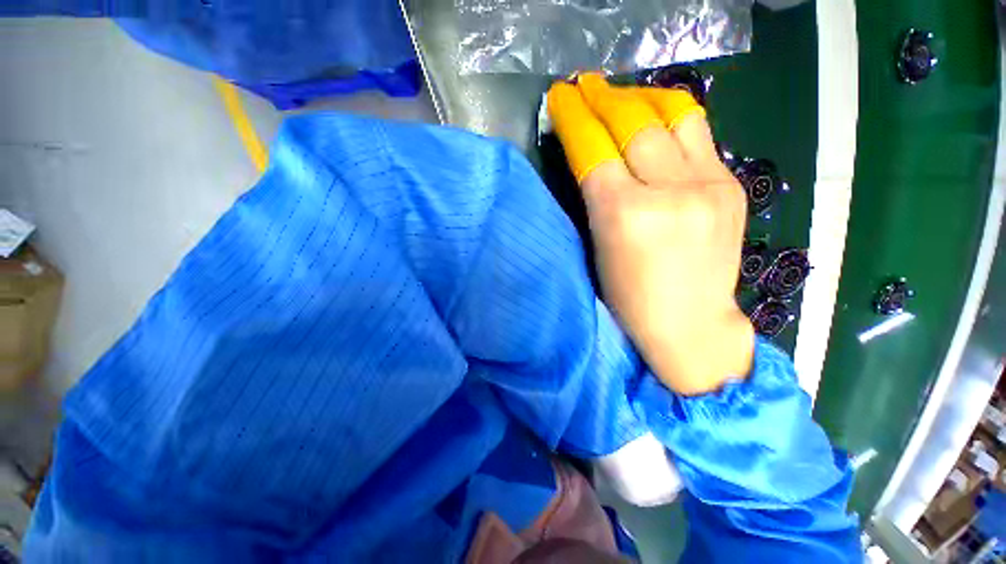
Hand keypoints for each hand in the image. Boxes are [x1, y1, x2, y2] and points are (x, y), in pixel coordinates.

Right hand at [548, 74, 753, 394]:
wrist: (691, 323)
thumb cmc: (630, 298)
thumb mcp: (599, 248)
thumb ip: (595, 197)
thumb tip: (590, 156)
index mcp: (625, 216)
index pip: (593, 149)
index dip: (573, 117)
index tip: (559, 96)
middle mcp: (669, 192)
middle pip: (632, 123)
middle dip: (602, 98)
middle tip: (585, 86)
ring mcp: (709, 185)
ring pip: (672, 114)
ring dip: (639, 97)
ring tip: (621, 95)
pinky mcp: (732, 185)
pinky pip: (698, 132)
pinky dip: (669, 117)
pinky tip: (654, 119)